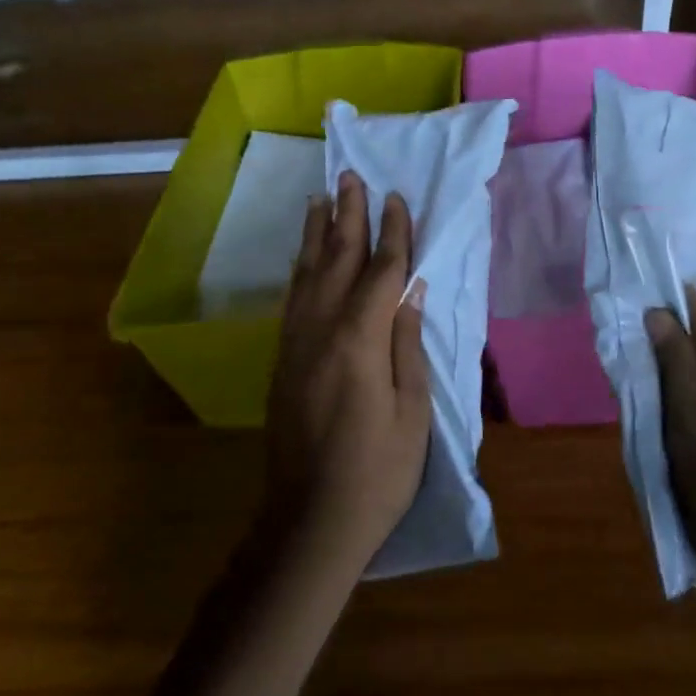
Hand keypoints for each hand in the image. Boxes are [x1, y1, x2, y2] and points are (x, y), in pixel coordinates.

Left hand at [264, 171, 430, 576]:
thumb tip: (411, 289)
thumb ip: (407, 343)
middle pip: (336, 260)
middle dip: (347, 215)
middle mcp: (320, 330)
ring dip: (316, 233)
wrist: (311, 520)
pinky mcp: (283, 360)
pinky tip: (304, 256)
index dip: (392, 233)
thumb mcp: (412, 410)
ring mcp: (296, 344)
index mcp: (359, 340)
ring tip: (321, 198)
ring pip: (307, 274)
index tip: (396, 197)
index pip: (380, 271)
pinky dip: (300, 268)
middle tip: (351, 175)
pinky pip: (293, 299)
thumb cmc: (378, 470)